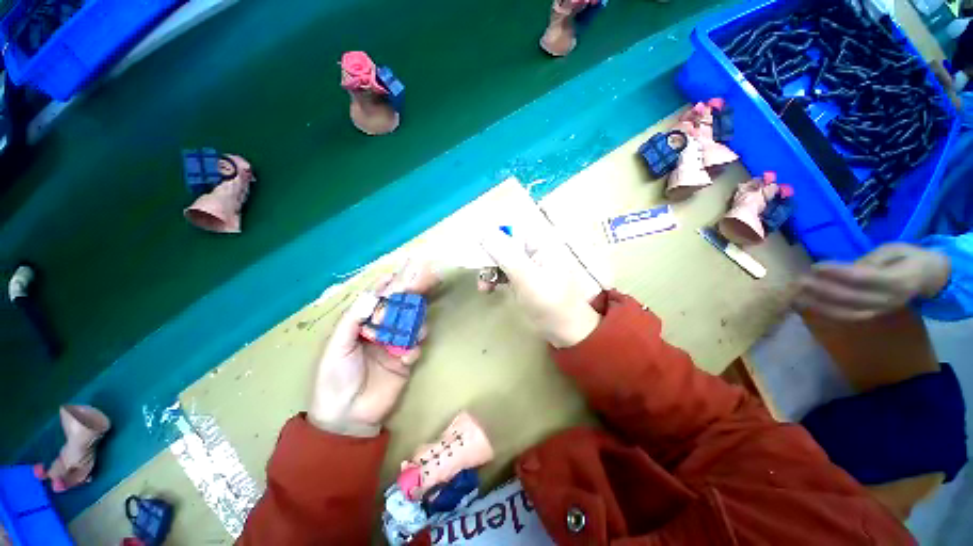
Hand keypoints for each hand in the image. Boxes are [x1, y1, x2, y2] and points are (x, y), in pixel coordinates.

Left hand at [308, 264, 433, 435]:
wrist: (347, 418)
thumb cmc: (334, 379)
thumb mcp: (337, 347)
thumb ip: (353, 319)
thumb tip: (371, 293)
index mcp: (361, 324)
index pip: (378, 298)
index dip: (389, 284)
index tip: (403, 269)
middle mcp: (380, 329)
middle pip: (399, 307)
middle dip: (412, 295)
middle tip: (426, 281)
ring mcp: (394, 344)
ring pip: (412, 323)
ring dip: (415, 323)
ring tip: (413, 330)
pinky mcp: (406, 359)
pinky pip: (416, 345)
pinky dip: (414, 347)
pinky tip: (406, 356)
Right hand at [479, 228, 599, 347]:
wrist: (565, 330)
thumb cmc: (549, 302)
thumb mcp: (526, 277)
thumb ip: (506, 255)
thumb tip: (485, 233)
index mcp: (540, 245)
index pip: (512, 231)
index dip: (494, 236)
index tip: (478, 247)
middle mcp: (534, 252)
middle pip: (505, 246)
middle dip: (490, 258)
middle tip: (479, 272)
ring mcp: (528, 267)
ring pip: (502, 260)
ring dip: (489, 271)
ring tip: (482, 287)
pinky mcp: (523, 280)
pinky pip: (504, 273)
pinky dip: (494, 279)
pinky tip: (488, 289)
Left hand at [794, 243, 950, 320]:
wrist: (929, 277)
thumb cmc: (909, 257)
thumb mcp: (894, 250)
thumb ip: (871, 259)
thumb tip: (846, 268)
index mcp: (899, 279)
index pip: (864, 278)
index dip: (838, 273)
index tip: (816, 266)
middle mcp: (890, 299)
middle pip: (852, 297)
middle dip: (823, 290)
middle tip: (799, 281)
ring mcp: (881, 310)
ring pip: (848, 311)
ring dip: (820, 304)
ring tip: (796, 295)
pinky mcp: (874, 314)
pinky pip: (849, 317)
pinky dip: (826, 313)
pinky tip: (807, 305)